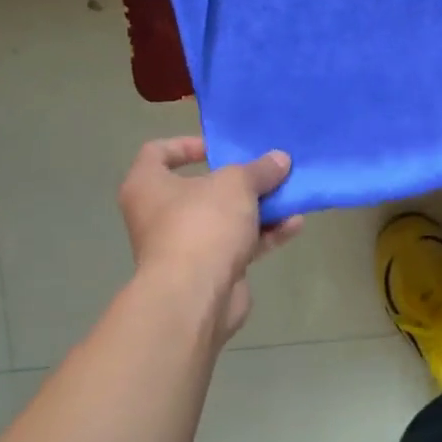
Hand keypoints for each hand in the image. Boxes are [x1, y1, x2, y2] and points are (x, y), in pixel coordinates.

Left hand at [117, 137, 302, 342]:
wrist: (195, 297)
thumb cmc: (202, 224)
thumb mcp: (237, 184)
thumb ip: (259, 169)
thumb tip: (279, 159)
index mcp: (148, 186)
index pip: (157, 153)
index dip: (187, 145)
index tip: (220, 148)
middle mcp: (160, 215)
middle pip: (201, 188)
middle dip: (238, 181)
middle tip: (266, 171)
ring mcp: (184, 246)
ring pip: (225, 218)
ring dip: (258, 208)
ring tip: (290, 196)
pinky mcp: (209, 271)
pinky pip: (238, 244)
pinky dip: (264, 234)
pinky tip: (294, 225)